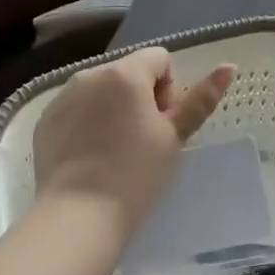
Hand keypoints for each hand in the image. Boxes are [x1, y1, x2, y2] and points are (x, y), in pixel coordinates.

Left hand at [32, 47, 234, 237]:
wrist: (79, 216)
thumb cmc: (136, 174)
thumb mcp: (174, 137)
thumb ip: (201, 99)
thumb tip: (228, 66)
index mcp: (126, 73)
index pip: (159, 59)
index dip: (169, 90)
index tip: (164, 125)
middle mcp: (91, 74)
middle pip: (129, 73)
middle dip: (141, 98)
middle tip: (143, 141)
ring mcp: (64, 96)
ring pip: (101, 90)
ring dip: (113, 108)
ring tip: (115, 150)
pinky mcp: (46, 120)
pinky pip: (76, 109)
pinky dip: (87, 123)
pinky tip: (89, 157)